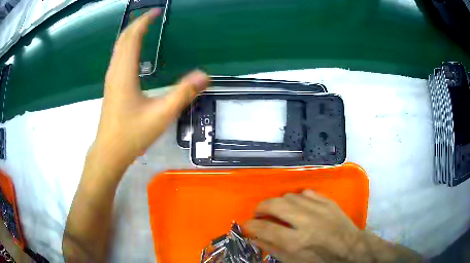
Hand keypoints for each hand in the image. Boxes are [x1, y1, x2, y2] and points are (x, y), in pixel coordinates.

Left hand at [95, 8, 208, 172]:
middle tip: (152, 16)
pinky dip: (126, 46)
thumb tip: (206, 75)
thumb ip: (184, 93)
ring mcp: (111, 79)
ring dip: (130, 34)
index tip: (156, 11)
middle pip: (122, 39)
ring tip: (144, 28)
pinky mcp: (111, 87)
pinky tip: (134, 52)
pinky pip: (118, 58)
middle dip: (136, 24)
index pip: (132, 37)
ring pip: (118, 48)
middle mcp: (115, 71)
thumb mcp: (161, 115)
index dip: (143, 21)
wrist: (109, 152)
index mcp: (125, 73)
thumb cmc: (132, 134)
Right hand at [244, 190, 367, 262]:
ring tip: (278, 211)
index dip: (251, 226)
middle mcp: (306, 221)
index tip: (247, 225)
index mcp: (296, 241)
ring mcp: (319, 208)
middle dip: (261, 207)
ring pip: (289, 196)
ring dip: (278, 203)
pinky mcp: (328, 201)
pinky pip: (306, 192)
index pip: (265, 228)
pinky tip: (298, 206)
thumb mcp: (294, 261)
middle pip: (275, 204)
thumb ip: (273, 248)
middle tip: (259, 214)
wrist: (350, 248)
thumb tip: (254, 236)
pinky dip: (297, 198)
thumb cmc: (320, 259)